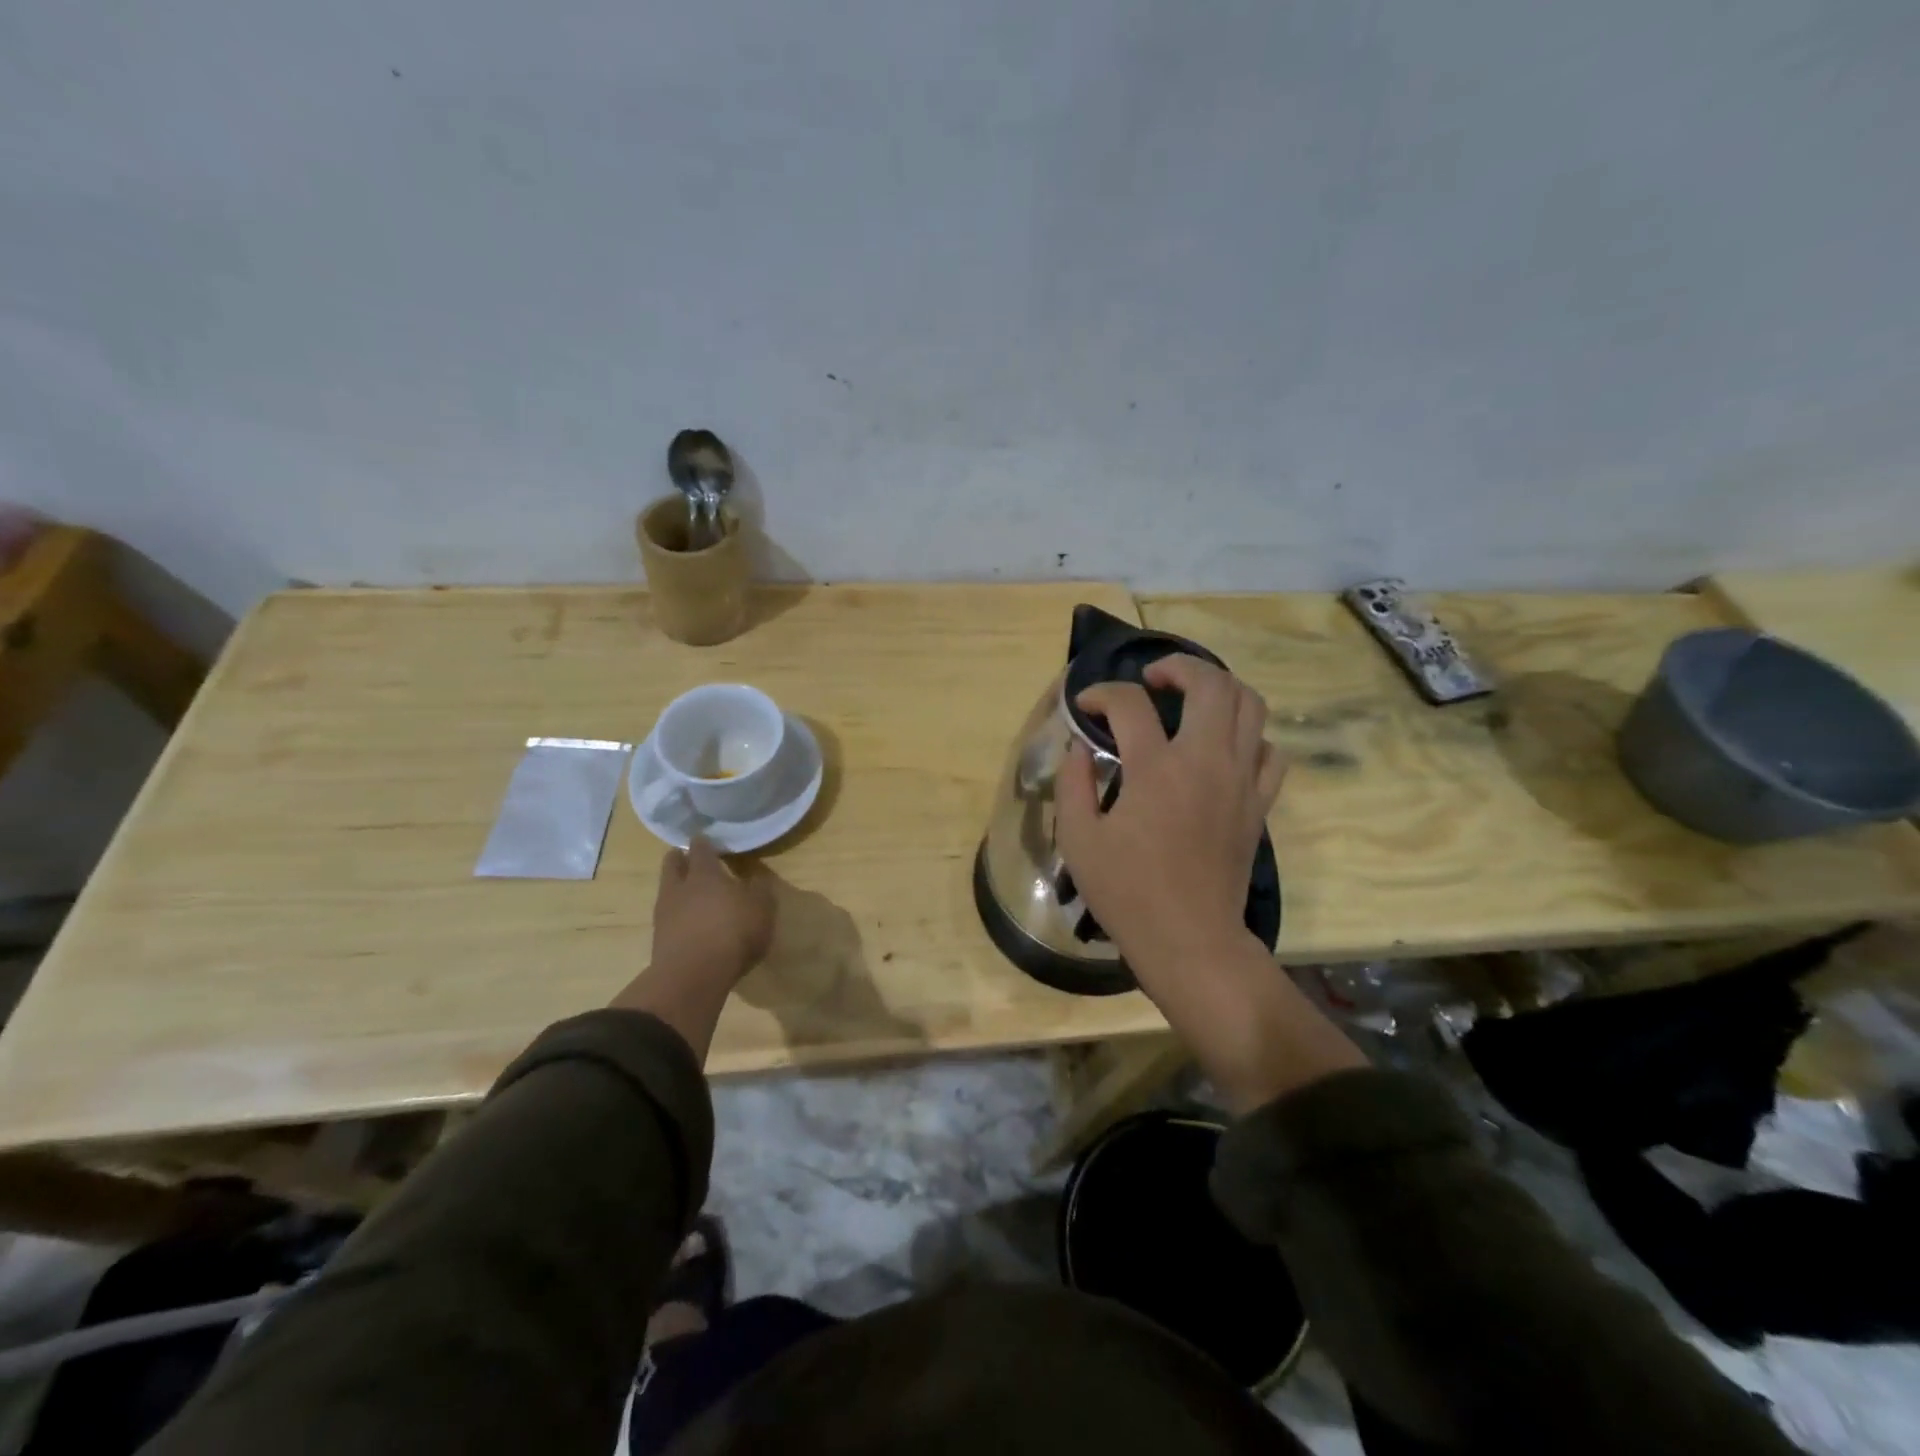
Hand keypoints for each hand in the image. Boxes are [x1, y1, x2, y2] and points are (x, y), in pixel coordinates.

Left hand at [611, 838, 776, 1059]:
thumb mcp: (761, 908)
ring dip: (677, 887)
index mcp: (704, 873)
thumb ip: (759, 889)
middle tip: (692, 859)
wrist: (693, 977)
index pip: (700, 848)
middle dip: (681, 858)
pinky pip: (667, 915)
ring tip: (691, 892)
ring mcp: (664, 913)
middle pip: (673, 863)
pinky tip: (689, 921)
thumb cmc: (733, 933)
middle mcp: (679, 887)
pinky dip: (677, 914)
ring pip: (667, 889)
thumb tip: (756, 876)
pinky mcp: (659, 938)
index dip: (704, 842)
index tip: (709, 840)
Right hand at [1055, 654, 1285, 981]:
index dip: (1102, 694)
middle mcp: (1205, 761)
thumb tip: (1079, 748)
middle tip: (1152, 680)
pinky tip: (1224, 747)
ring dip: (1219, 689)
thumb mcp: (1078, 840)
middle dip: (1178, 666)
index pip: (1130, 704)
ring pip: (1251, 706)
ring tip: (1191, 699)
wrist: (1189, 939)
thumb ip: (1072, 784)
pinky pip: (1269, 752)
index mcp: (1156, 769)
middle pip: (1210, 683)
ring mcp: (1240, 780)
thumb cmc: (1127, 892)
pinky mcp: (1258, 803)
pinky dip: (1249, 736)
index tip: (1085, 707)